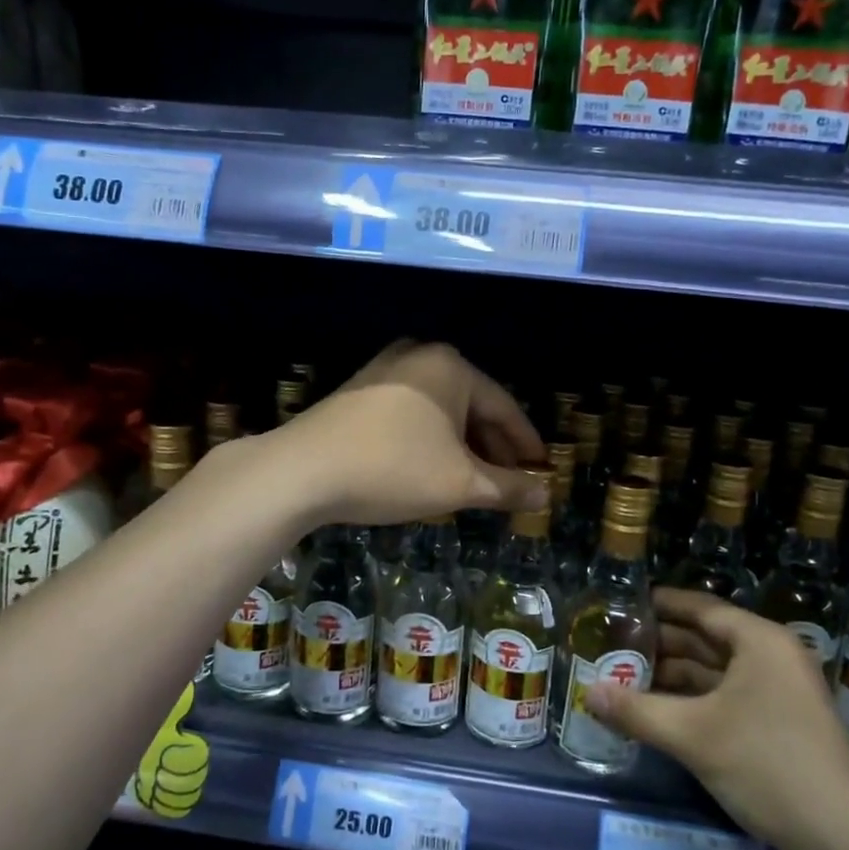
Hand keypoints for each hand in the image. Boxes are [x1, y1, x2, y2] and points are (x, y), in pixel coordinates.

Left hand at [274, 341, 547, 525]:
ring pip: (441, 410)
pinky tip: (433, 466)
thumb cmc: (393, 469)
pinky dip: (431, 438)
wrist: (302, 470)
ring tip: (474, 481)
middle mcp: (421, 355)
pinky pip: (413, 411)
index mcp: (452, 367)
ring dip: (462, 445)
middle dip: (492, 447)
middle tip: (509, 482)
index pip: (505, 408)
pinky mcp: (361, 389)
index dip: (526, 444)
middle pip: (472, 406)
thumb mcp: (459, 483)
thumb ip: (508, 487)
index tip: (541, 470)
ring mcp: (386, 369)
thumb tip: (546, 494)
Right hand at [586, 587, 848, 849]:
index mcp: (760, 641)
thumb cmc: (768, 766)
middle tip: (614, 644)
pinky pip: (729, 695)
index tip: (623, 603)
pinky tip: (662, 709)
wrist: (846, 840)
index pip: (701, 608)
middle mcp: (773, 656)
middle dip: (661, 643)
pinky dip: (696, 698)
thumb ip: (637, 711)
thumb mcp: (694, 736)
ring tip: (627, 676)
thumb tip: (586, 693)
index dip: (661, 603)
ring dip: (675, 674)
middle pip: (707, 638)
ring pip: (717, 670)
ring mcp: (781, 690)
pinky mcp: (783, 722)